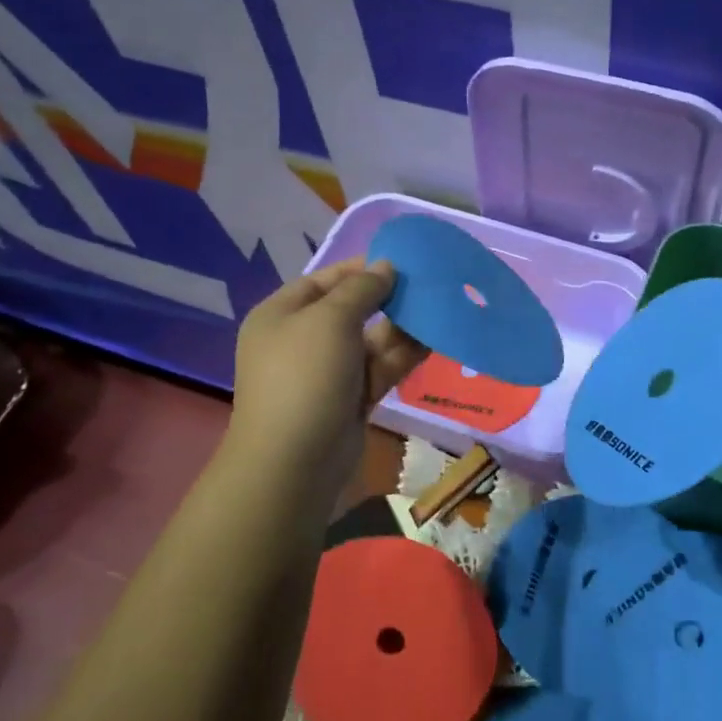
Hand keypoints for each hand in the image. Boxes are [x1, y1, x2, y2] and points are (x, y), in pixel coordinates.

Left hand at [230, 259, 428, 497]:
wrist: (295, 461)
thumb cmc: (305, 376)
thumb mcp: (330, 320)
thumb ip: (362, 289)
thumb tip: (385, 267)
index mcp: (282, 315)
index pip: (324, 280)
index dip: (361, 268)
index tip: (402, 259)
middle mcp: (303, 340)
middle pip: (351, 309)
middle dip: (388, 297)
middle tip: (428, 285)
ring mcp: (329, 371)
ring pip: (372, 340)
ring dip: (402, 326)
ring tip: (439, 308)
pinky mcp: (353, 398)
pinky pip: (381, 367)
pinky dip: (405, 354)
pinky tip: (434, 340)